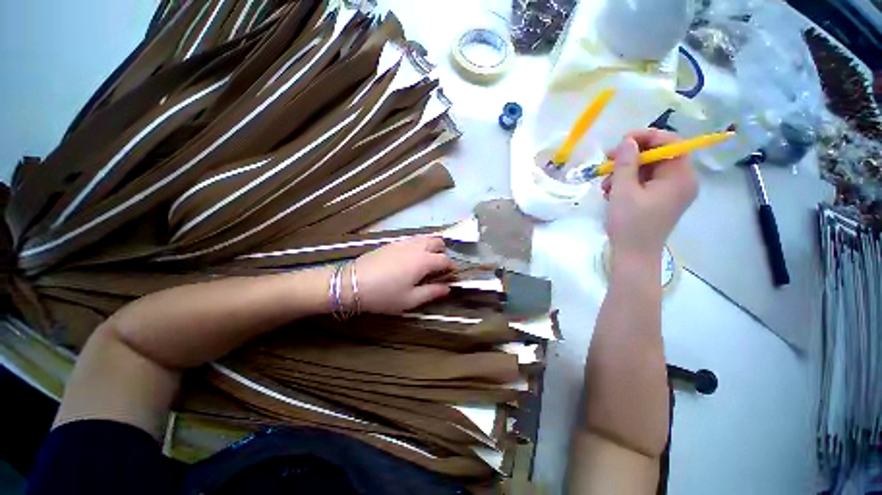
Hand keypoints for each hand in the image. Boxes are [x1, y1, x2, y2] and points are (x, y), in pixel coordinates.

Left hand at [353, 236, 455, 313]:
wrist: (352, 283)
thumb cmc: (384, 294)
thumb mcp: (410, 300)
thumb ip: (432, 292)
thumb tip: (448, 288)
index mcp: (424, 260)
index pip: (445, 260)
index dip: (451, 268)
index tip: (451, 276)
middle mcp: (417, 247)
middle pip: (438, 242)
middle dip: (443, 253)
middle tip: (439, 268)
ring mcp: (404, 242)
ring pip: (425, 237)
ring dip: (432, 247)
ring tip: (427, 262)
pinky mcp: (392, 242)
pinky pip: (413, 239)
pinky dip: (420, 245)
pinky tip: (411, 259)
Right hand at [602, 129, 697, 264]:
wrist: (633, 255)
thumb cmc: (630, 224)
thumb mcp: (623, 191)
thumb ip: (625, 163)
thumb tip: (627, 141)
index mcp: (680, 177)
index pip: (671, 143)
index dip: (647, 137)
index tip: (622, 141)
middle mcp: (682, 181)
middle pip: (659, 155)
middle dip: (631, 156)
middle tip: (608, 161)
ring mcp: (672, 192)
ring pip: (649, 169)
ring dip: (625, 171)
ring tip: (605, 184)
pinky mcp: (661, 200)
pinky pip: (646, 182)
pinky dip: (628, 182)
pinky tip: (611, 191)